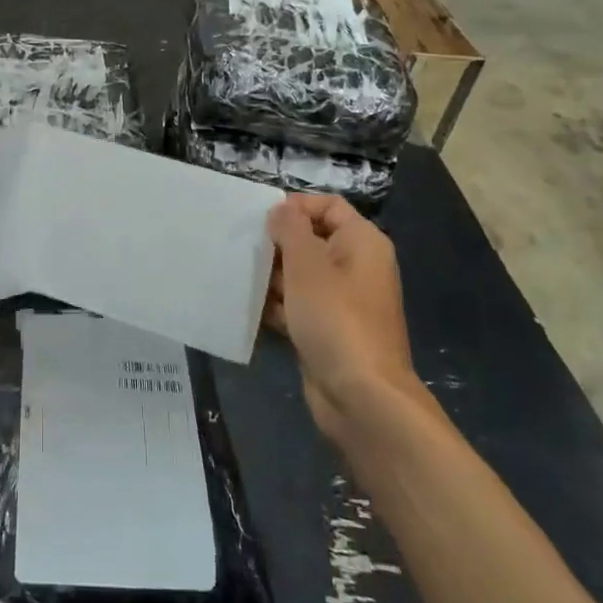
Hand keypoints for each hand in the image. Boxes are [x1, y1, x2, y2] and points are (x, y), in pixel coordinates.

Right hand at [265, 194, 421, 445]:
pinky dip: (276, 304)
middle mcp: (356, 267)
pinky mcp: (327, 329)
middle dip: (277, 242)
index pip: (329, 205)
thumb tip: (281, 210)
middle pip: (312, 239)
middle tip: (244, 247)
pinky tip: (249, 307)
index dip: (296, 206)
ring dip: (272, 275)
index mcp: (362, 243)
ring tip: (240, 275)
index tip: (261, 219)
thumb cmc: (335, 318)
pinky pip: (298, 305)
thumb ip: (290, 229)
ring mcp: (342, 301)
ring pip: (300, 274)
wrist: (361, 397)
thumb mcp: (307, 264)